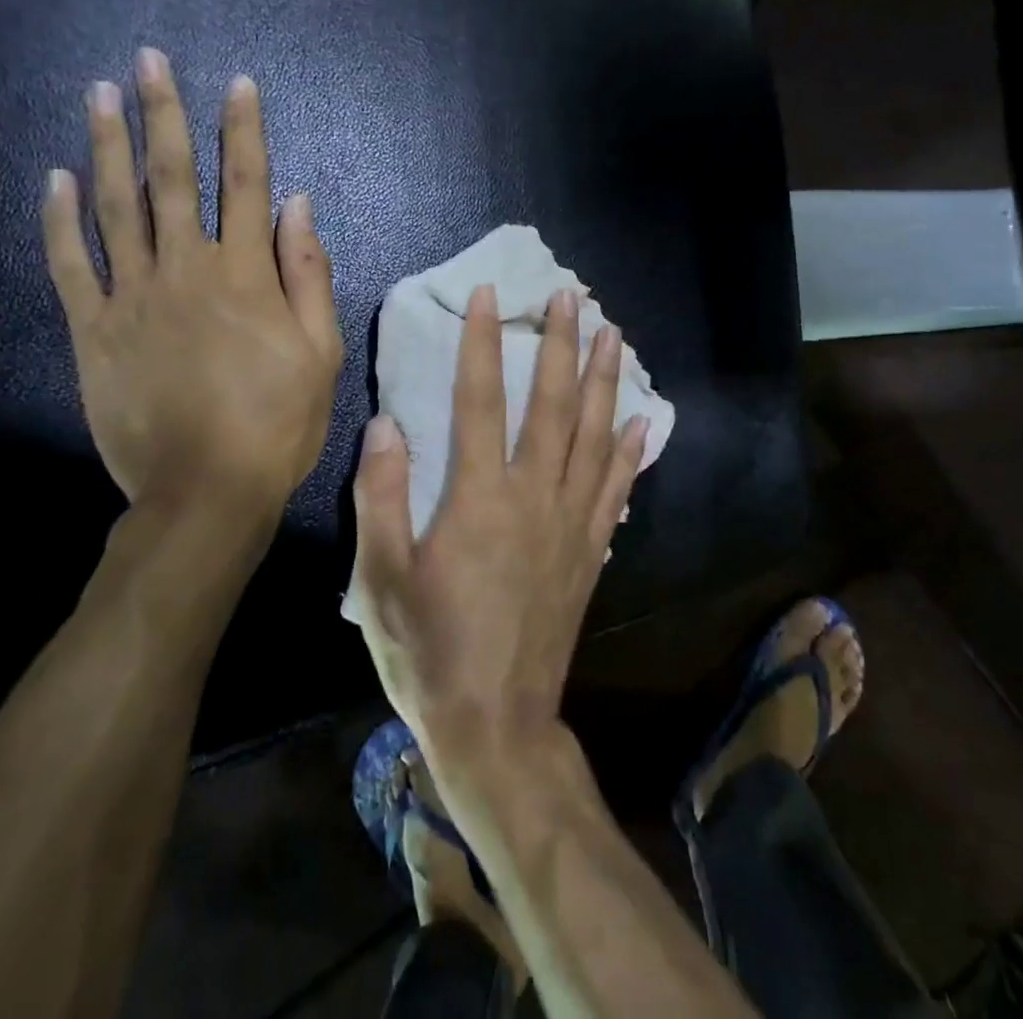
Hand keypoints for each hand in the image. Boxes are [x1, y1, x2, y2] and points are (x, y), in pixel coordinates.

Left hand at [43, 49, 342, 538]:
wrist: (206, 490)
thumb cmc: (277, 422)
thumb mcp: (321, 352)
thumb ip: (308, 275)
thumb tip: (299, 207)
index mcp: (246, 276)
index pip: (247, 185)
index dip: (244, 131)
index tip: (239, 84)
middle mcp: (186, 270)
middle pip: (173, 179)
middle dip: (164, 114)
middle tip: (149, 61)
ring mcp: (132, 297)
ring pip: (116, 207)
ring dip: (109, 146)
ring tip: (100, 94)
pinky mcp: (94, 330)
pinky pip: (71, 264)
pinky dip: (61, 219)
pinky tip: (57, 178)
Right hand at [349, 284, 649, 767]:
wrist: (496, 726)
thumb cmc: (428, 652)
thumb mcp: (381, 579)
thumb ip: (380, 497)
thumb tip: (386, 424)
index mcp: (478, 499)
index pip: (480, 400)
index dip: (483, 343)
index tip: (490, 296)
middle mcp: (533, 498)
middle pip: (552, 404)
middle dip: (561, 345)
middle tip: (572, 298)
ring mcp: (571, 524)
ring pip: (593, 436)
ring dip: (603, 381)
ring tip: (612, 336)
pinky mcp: (590, 553)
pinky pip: (616, 491)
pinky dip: (629, 453)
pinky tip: (642, 422)